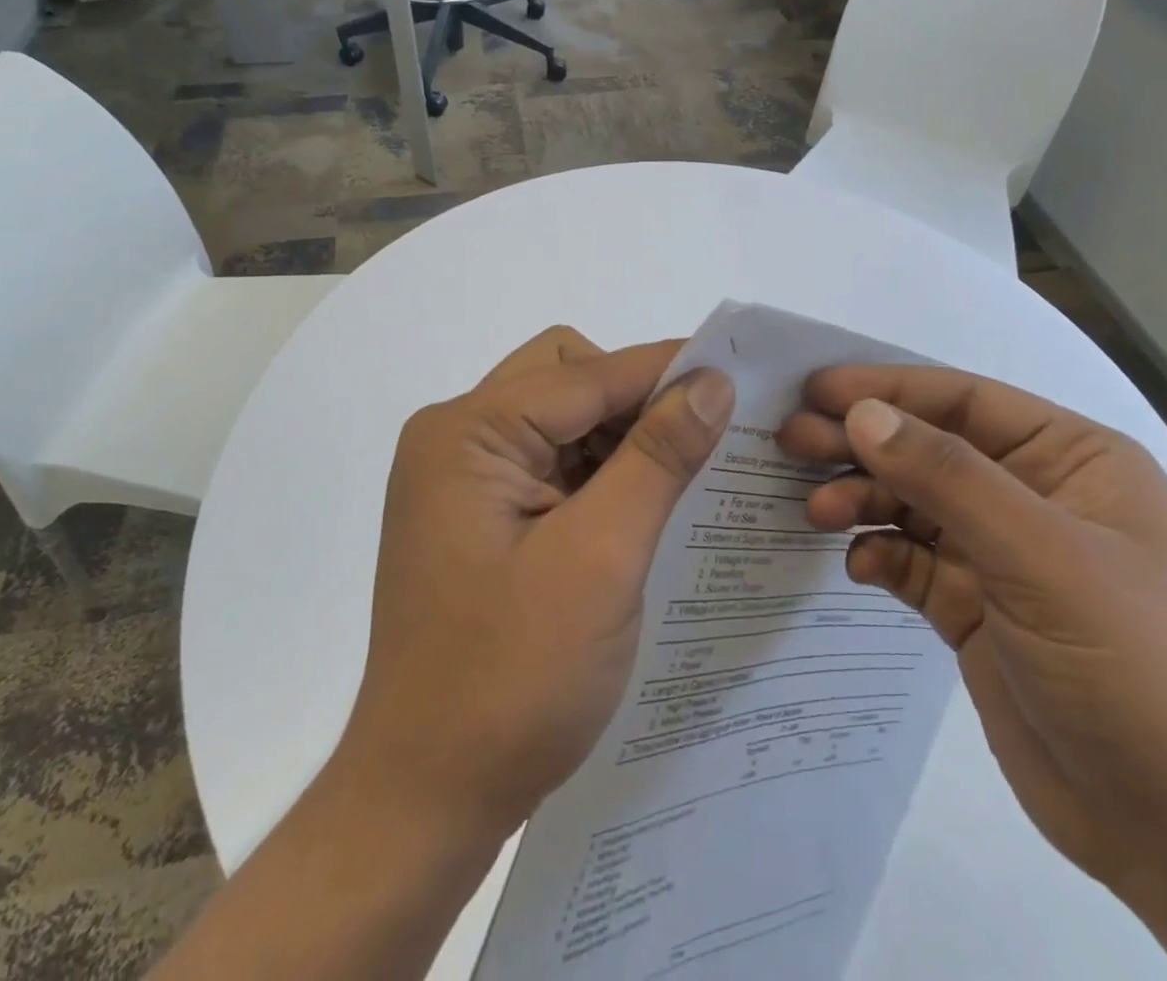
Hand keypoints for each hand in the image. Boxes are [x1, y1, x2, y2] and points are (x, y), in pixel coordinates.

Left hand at [338, 326, 734, 840]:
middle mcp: (455, 438)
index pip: (584, 374)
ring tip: (680, 477)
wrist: (428, 797)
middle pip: (564, 378)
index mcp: (467, 434)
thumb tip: (710, 381)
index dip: (664, 370)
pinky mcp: (477, 514)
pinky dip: (598, 471)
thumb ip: (656, 459)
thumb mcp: (600, 559)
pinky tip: (640, 505)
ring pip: (560, 418)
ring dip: (619, 436)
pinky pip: (549, 461)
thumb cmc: (512, 679)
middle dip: (633, 399)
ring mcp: (461, 477)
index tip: (738, 376)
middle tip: (698, 442)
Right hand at [777, 365, 1166, 906]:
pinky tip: (857, 566)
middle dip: (860, 443)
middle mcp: (1034, 497)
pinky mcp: (975, 610)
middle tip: (790, 441)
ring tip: (814, 511)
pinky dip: (878, 556)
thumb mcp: (1042, 557)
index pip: (963, 402)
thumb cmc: (1137, 669)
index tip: (814, 391)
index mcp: (1071, 461)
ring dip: (861, 499)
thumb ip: (946, 477)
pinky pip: (910, 562)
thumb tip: (861, 413)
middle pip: (927, 449)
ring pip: (911, 504)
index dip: (887, 389)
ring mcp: (1002, 557)